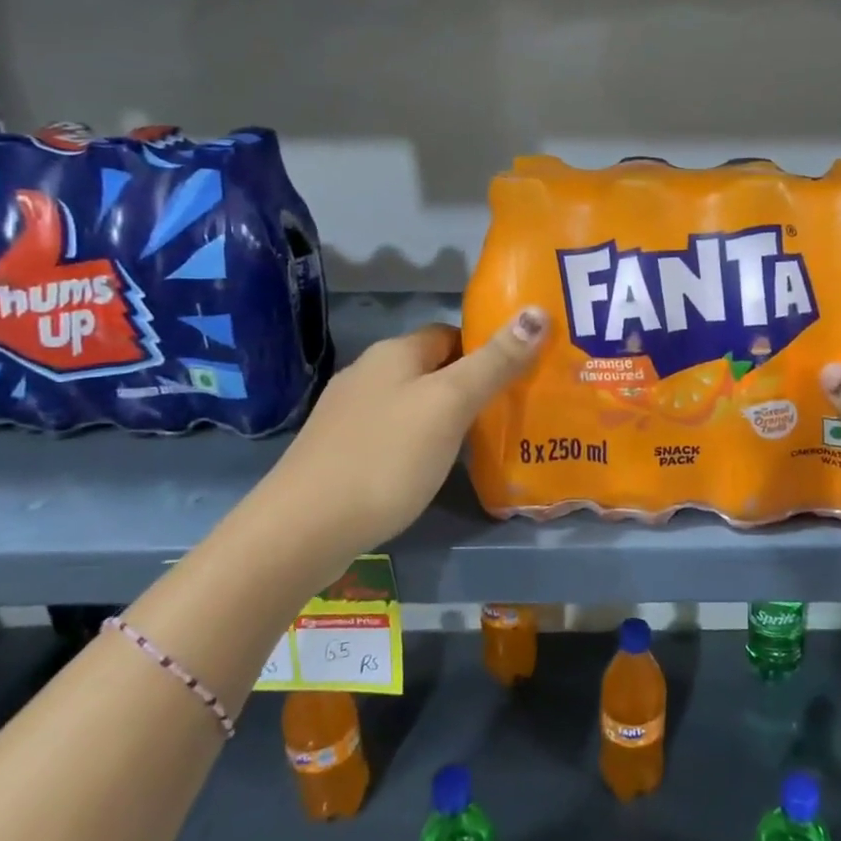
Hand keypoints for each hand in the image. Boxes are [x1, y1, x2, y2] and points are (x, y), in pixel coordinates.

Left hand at [267, 308, 546, 556]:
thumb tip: (538, 312)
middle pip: (433, 368)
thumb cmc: (386, 457)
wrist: (302, 528)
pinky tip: (431, 469)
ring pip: (412, 402)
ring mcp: (349, 413)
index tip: (520, 376)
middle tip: (509, 413)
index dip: (487, 350)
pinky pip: (392, 432)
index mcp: (395, 352)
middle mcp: (368, 372)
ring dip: (444, 416)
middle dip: (470, 384)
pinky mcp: (339, 450)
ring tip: (479, 444)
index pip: (452, 333)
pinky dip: (418, 442)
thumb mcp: (450, 405)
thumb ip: (494, 362)